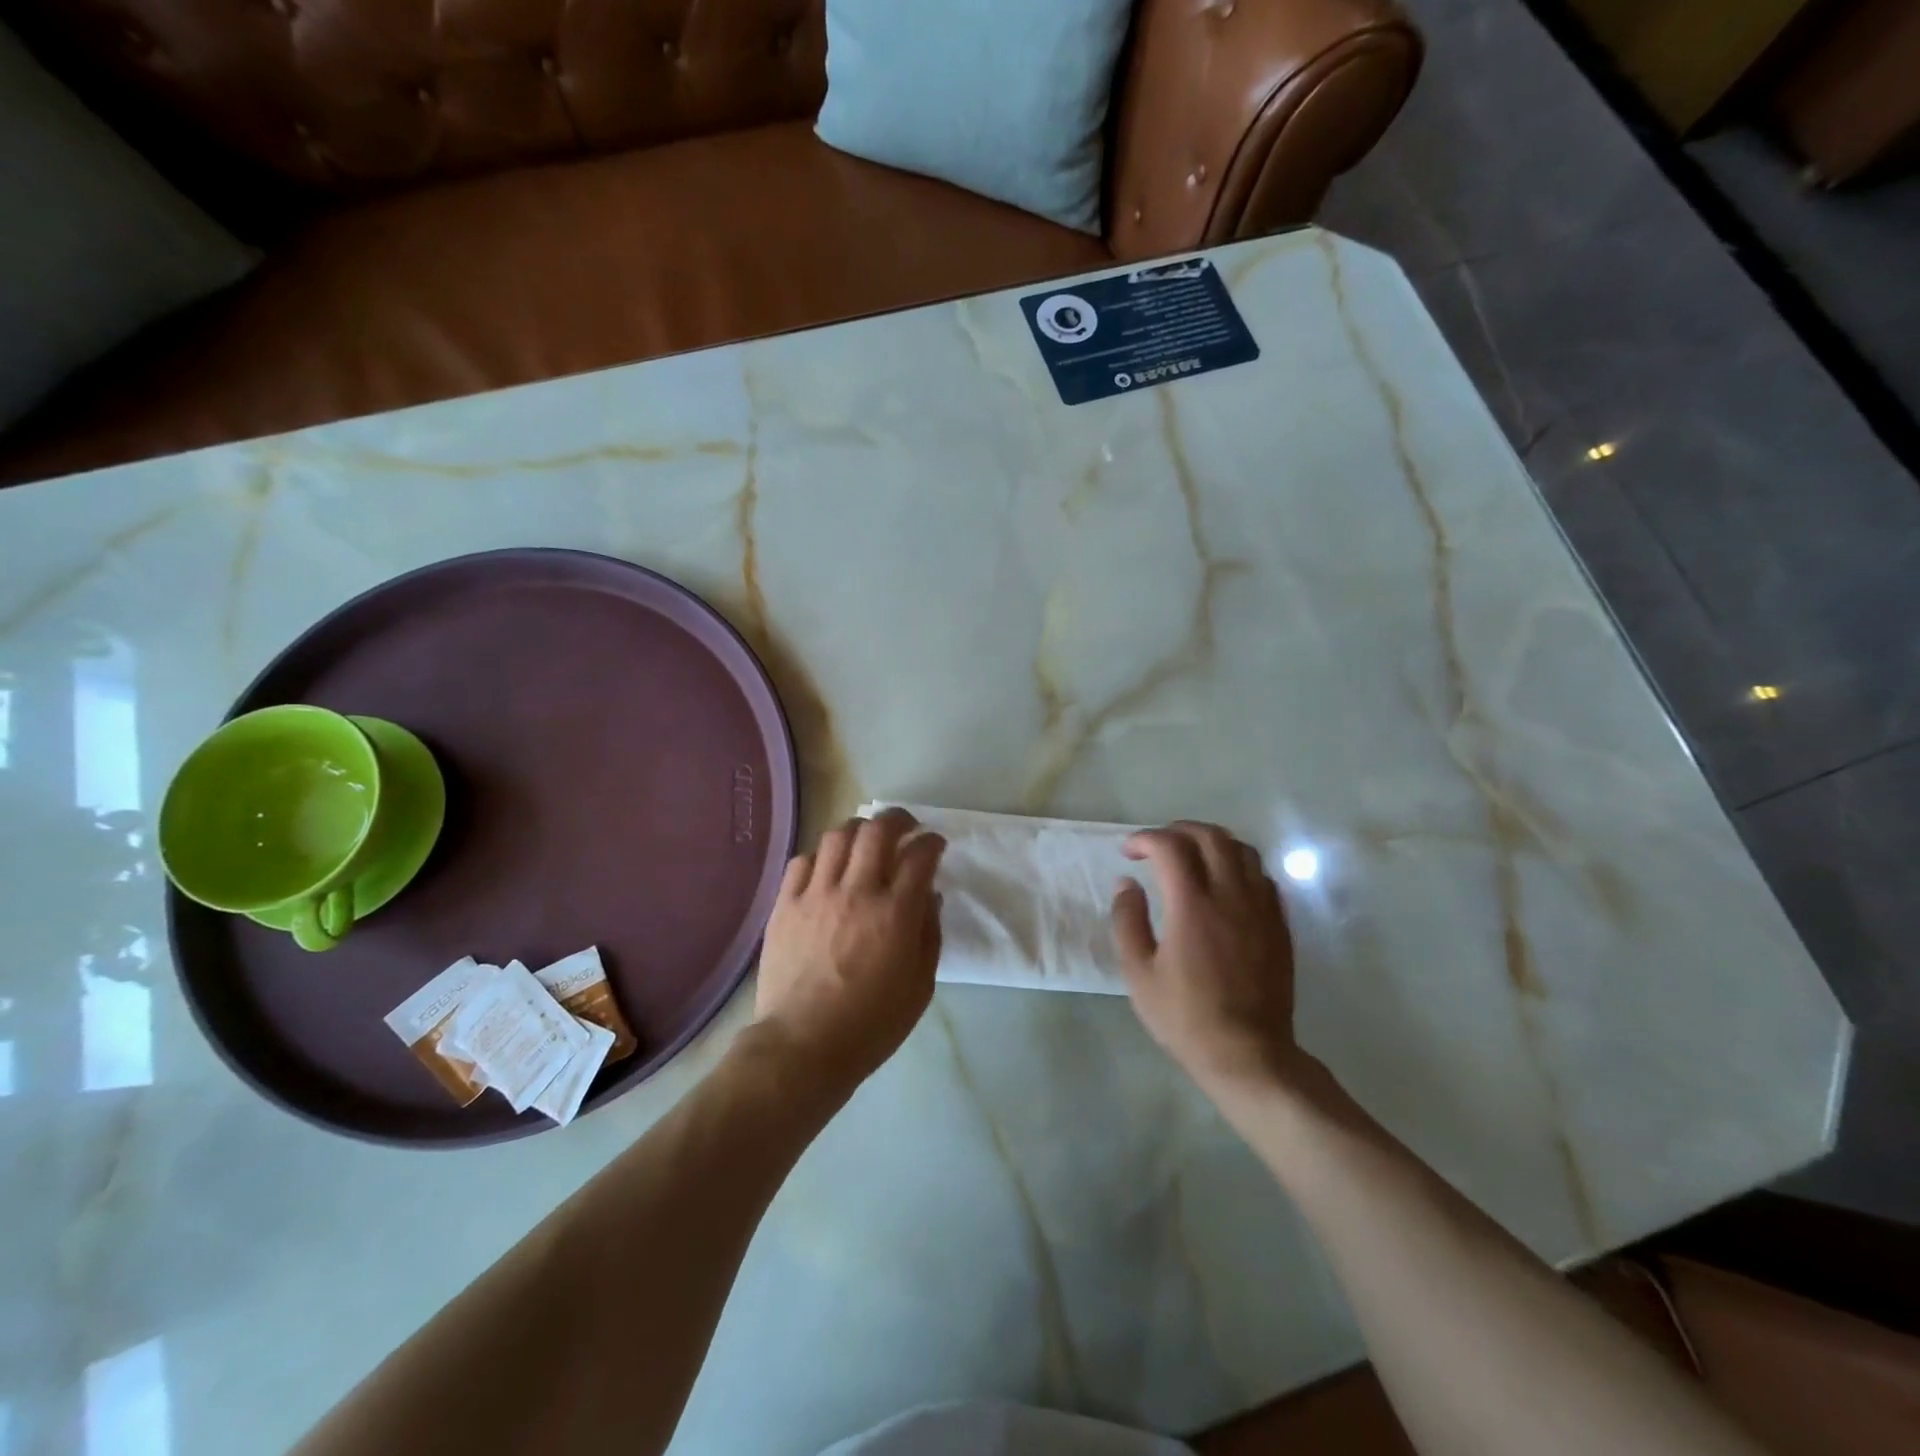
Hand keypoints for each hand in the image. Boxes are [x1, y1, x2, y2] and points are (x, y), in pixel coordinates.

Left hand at [754, 808, 946, 1088]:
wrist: (803, 1045)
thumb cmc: (871, 1024)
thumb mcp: (920, 986)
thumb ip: (929, 933)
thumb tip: (929, 895)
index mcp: (895, 913)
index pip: (920, 855)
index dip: (932, 842)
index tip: (935, 844)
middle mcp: (856, 891)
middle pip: (878, 830)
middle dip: (898, 819)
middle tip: (906, 827)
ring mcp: (816, 894)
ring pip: (838, 836)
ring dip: (859, 830)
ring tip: (866, 840)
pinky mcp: (785, 904)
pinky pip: (803, 861)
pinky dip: (822, 856)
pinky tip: (828, 868)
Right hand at [1112, 822, 1303, 1095]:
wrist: (1248, 1054)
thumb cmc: (1185, 1017)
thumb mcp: (1138, 973)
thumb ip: (1127, 920)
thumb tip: (1126, 883)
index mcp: (1192, 906)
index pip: (1171, 846)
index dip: (1145, 839)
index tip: (1128, 853)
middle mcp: (1230, 896)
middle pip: (1210, 836)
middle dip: (1178, 830)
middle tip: (1157, 847)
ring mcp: (1261, 908)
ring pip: (1242, 849)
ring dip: (1211, 842)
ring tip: (1191, 857)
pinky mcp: (1279, 924)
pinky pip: (1262, 875)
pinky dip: (1238, 865)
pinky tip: (1223, 884)